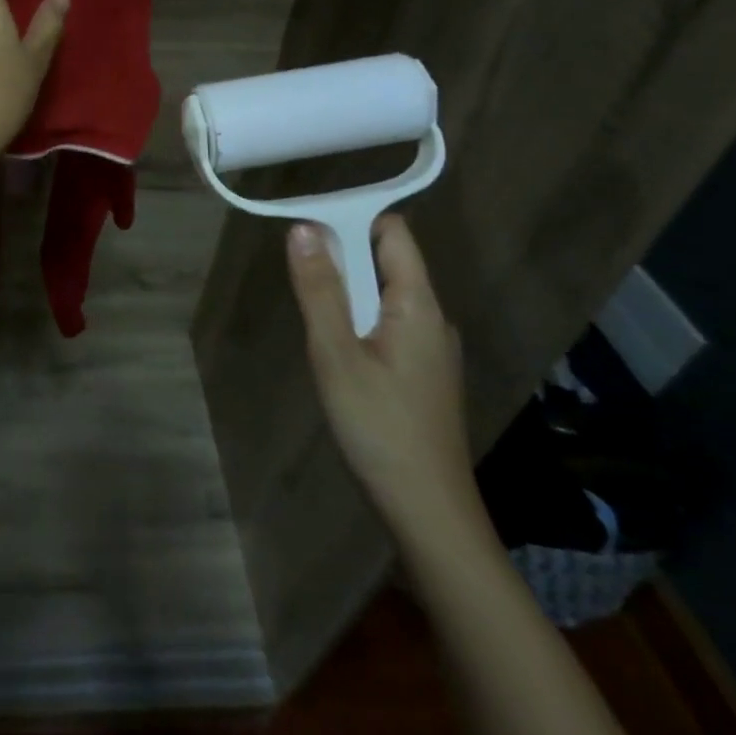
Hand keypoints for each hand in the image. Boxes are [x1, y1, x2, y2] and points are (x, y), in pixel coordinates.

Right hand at [287, 215, 482, 538]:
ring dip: (347, 293)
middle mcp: (433, 318)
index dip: (352, 219)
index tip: (309, 231)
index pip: (393, 232)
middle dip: (342, 259)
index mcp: (418, 304)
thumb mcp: (335, 354)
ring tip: (315, 322)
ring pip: (385, 296)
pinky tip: (338, 354)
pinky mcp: (425, 375)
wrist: (428, 514)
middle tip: (302, 282)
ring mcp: (433, 349)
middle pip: (388, 261)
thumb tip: (303, 228)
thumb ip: (319, 289)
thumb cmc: (379, 427)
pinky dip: (359, 321)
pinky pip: (389, 325)